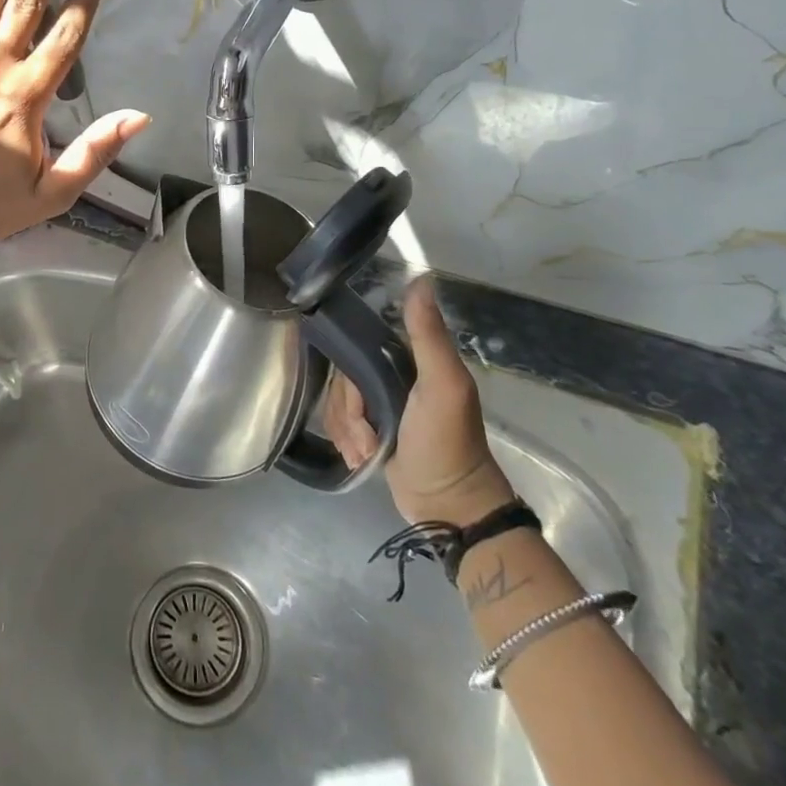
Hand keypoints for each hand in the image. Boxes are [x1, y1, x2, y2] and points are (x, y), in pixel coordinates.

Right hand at [325, 278, 514, 524]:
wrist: (447, 508)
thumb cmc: (446, 442)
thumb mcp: (443, 384)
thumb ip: (428, 334)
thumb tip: (420, 276)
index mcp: (409, 358)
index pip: (358, 344)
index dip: (349, 369)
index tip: (357, 398)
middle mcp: (392, 375)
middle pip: (343, 376)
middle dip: (349, 410)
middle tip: (368, 434)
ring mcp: (380, 405)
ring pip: (338, 402)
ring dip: (347, 430)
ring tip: (367, 452)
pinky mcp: (372, 431)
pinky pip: (340, 423)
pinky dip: (346, 442)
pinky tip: (361, 458)